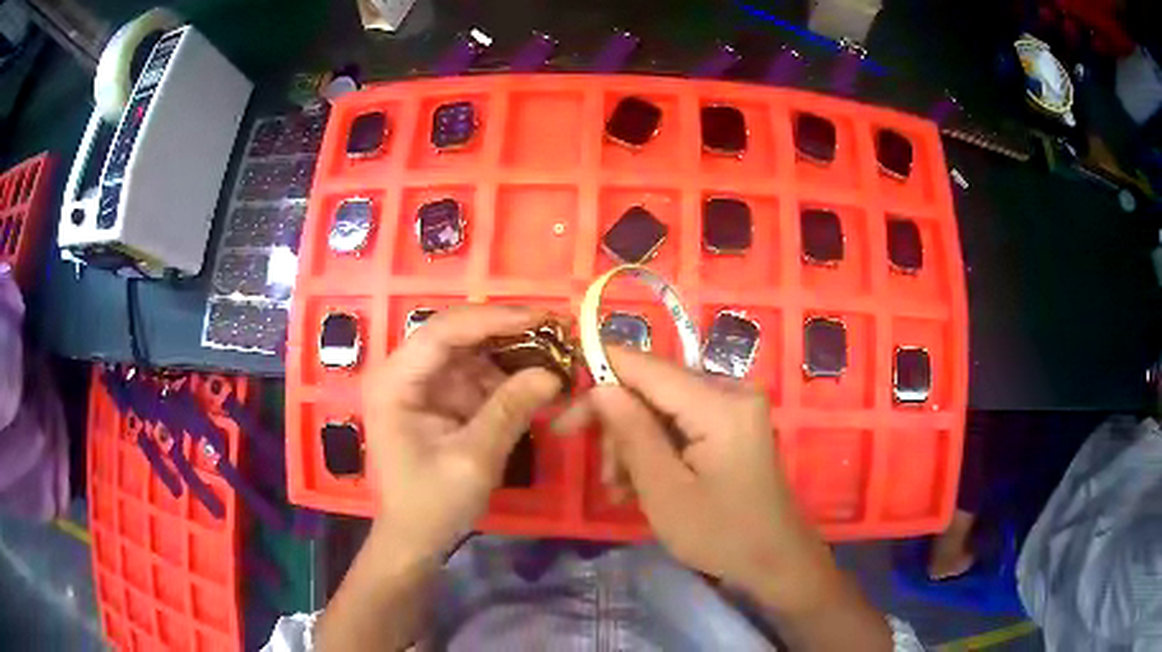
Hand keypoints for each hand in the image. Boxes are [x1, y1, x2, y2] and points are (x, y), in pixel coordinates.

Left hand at [362, 305, 561, 561]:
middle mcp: (404, 372)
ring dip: (512, 350)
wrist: (416, 537)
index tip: (542, 317)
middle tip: (556, 329)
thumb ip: (510, 411)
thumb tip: (553, 373)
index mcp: (396, 381)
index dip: (493, 318)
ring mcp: (422, 384)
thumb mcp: (474, 459)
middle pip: (457, 333)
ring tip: (555, 351)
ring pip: (471, 350)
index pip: (443, 331)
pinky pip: (476, 374)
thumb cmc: (432, 503)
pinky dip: (507, 375)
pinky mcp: (439, 398)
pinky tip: (538, 377)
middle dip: (507, 330)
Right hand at [557, 348, 835, 606]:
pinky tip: (640, 484)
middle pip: (653, 388)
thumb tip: (600, 387)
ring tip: (621, 489)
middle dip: (618, 425)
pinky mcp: (732, 424)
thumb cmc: (720, 534)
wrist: (775, 559)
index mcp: (720, 403)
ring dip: (634, 443)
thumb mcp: (665, 491)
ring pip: (662, 408)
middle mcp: (731, 391)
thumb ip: (632, 433)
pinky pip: (681, 423)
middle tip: (598, 471)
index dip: (599, 372)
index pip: (646, 367)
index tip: (561, 402)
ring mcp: (734, 407)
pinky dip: (656, 448)